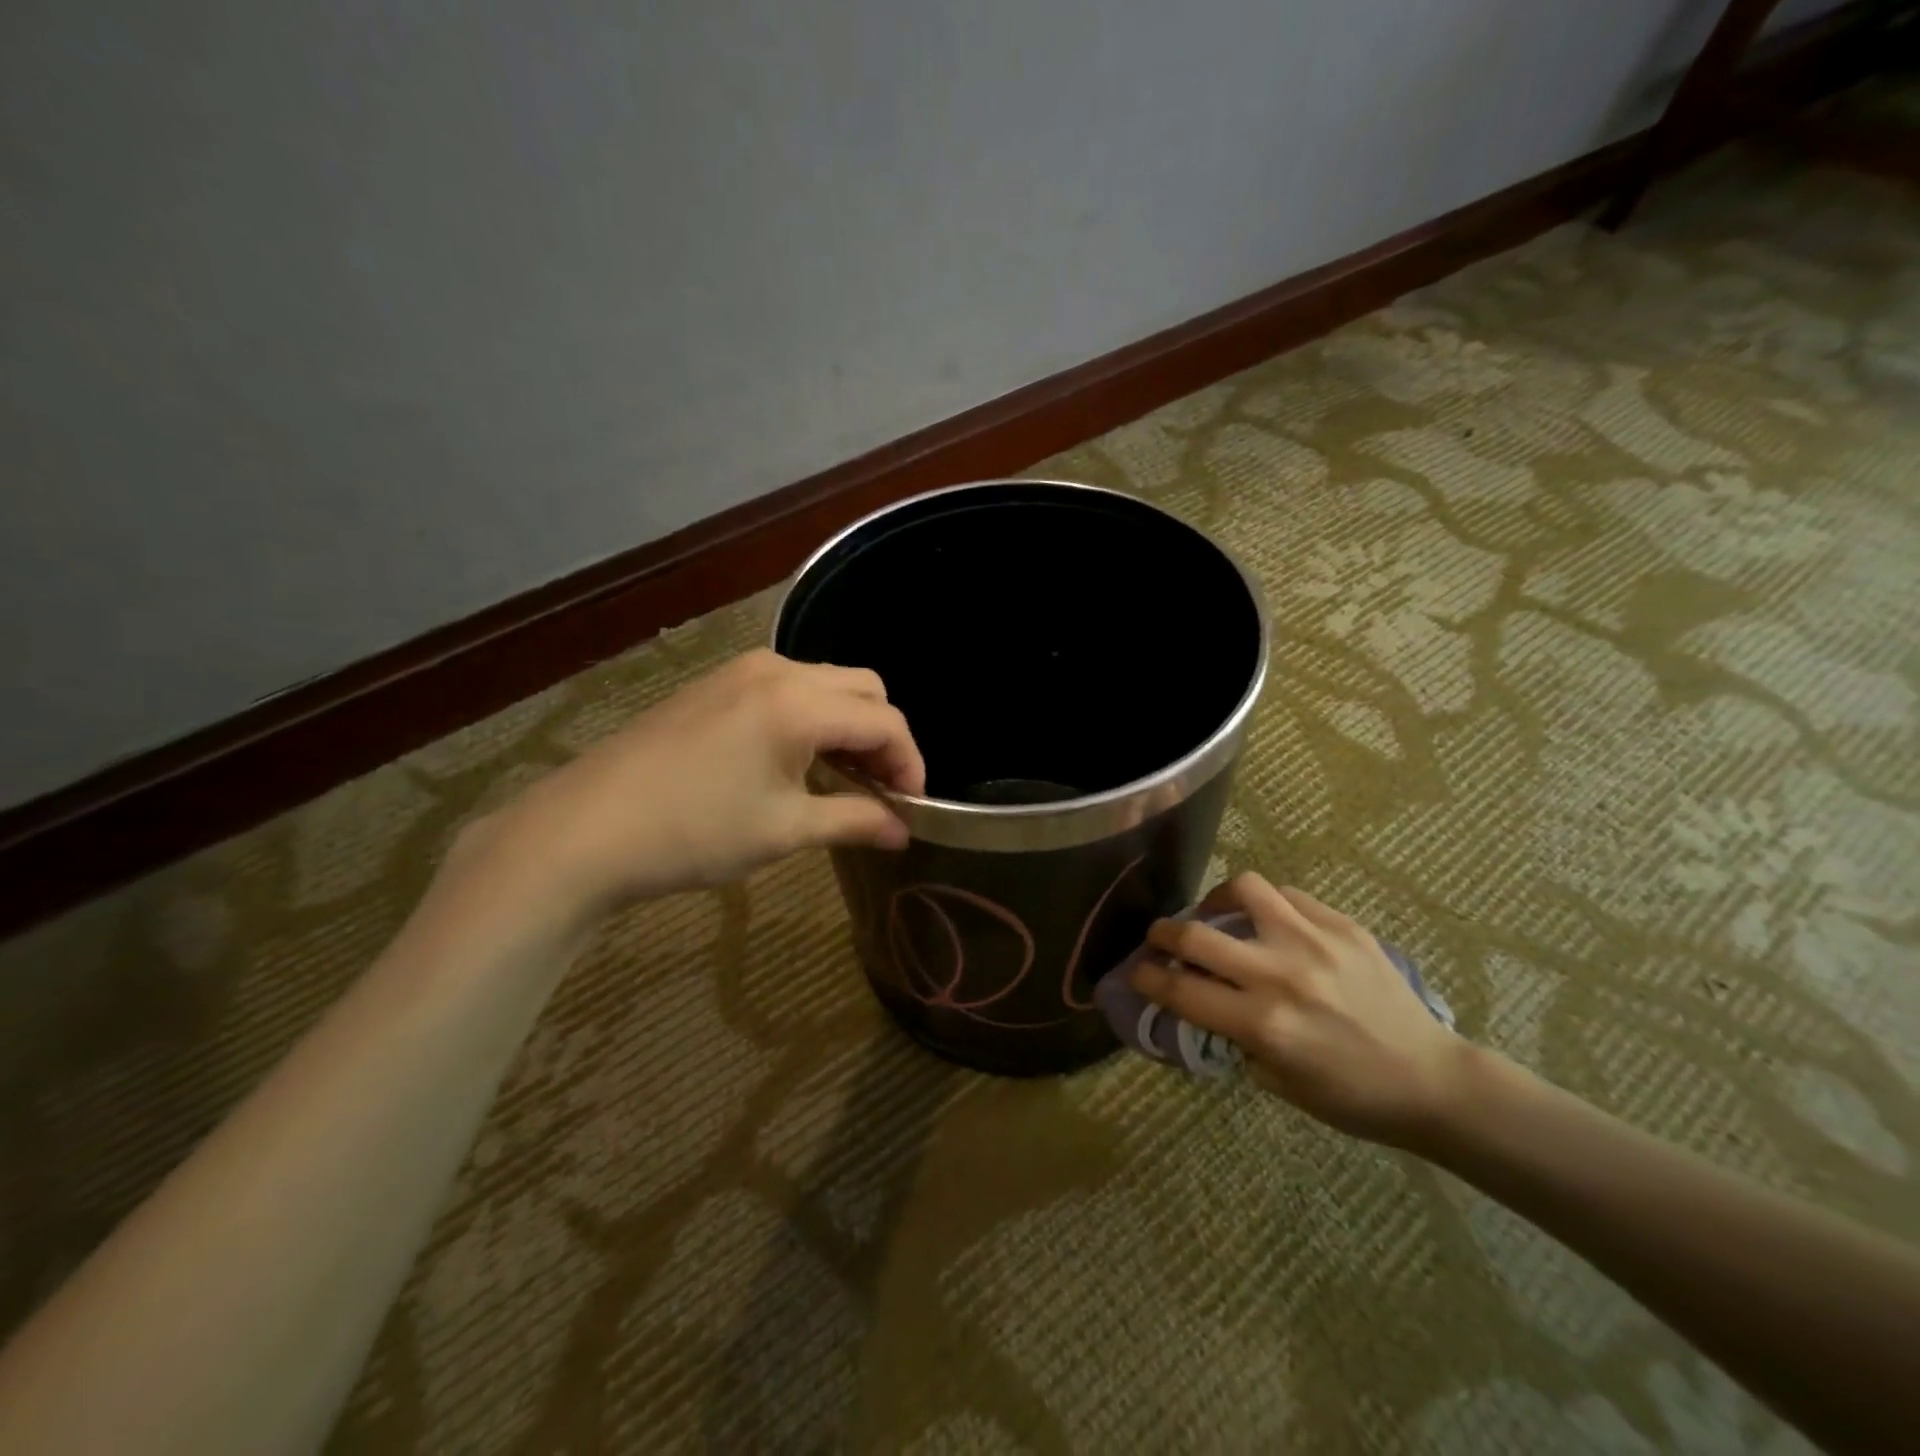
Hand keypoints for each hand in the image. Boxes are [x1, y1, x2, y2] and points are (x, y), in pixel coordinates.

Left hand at [452, 650, 924, 924]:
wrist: (583, 830)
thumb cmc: (693, 832)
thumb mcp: (784, 831)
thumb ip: (854, 821)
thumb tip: (902, 831)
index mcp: (800, 703)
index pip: (885, 721)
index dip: (911, 763)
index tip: (912, 806)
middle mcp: (777, 670)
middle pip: (862, 689)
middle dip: (883, 737)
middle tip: (879, 789)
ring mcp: (740, 671)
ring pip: (825, 684)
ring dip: (847, 725)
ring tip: (840, 778)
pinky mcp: (714, 684)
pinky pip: (787, 688)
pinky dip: (811, 717)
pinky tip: (794, 760)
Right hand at [1131, 874, 1468, 1147]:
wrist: (1432, 1080)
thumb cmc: (1352, 1097)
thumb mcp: (1278, 1082)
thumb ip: (1234, 1037)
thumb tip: (1203, 1001)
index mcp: (1263, 1024)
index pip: (1182, 990)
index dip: (1148, 978)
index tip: (1137, 972)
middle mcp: (1280, 974)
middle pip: (1196, 934)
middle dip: (1163, 933)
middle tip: (1160, 938)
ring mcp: (1314, 942)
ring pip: (1243, 889)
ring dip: (1215, 900)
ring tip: (1216, 913)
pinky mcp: (1343, 926)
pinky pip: (1288, 897)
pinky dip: (1266, 906)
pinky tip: (1269, 923)